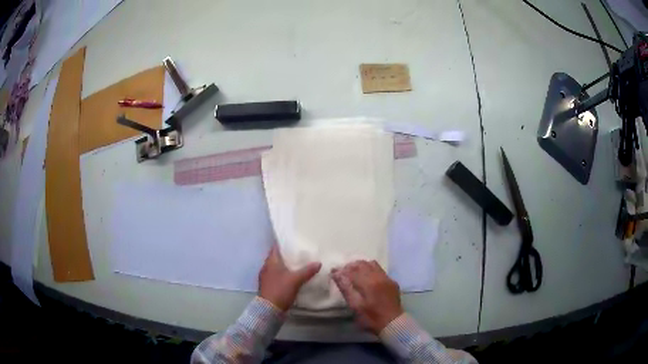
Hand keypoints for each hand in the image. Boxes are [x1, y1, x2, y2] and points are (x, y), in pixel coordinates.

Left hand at [259, 245, 321, 310]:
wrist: (269, 309)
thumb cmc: (280, 290)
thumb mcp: (296, 280)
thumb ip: (307, 271)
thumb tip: (319, 263)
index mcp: (271, 262)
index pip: (276, 247)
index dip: (283, 243)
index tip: (293, 240)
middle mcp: (266, 267)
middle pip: (277, 257)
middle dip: (286, 255)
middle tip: (299, 252)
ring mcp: (266, 277)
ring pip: (277, 267)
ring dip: (285, 265)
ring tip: (298, 264)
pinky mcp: (268, 285)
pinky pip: (277, 275)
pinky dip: (284, 274)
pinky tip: (292, 277)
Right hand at [332, 260, 403, 333]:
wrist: (392, 323)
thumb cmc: (370, 317)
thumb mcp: (355, 306)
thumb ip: (346, 289)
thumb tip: (337, 274)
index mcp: (368, 283)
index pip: (352, 270)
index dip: (342, 270)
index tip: (334, 271)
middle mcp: (379, 276)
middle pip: (362, 264)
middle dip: (350, 266)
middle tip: (343, 272)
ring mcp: (387, 278)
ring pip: (372, 264)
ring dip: (361, 266)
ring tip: (354, 273)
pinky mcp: (392, 282)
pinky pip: (379, 269)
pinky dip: (370, 269)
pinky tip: (367, 277)